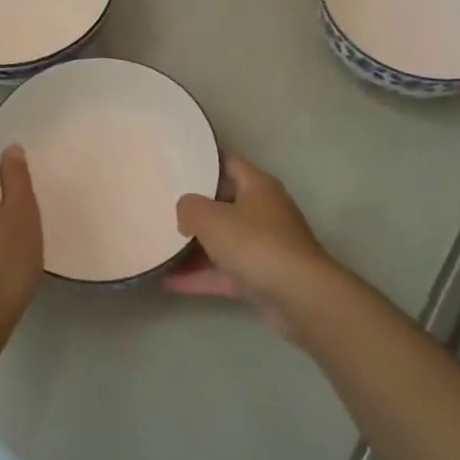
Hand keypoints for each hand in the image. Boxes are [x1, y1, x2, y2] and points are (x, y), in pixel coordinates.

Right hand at [165, 157, 339, 338]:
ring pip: (224, 241)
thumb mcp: (211, 218)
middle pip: (225, 204)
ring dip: (194, 248)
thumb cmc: (255, 243)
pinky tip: (169, 282)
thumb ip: (189, 207)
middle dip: (195, 209)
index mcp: (258, 186)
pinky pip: (225, 272)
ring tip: (159, 248)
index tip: (177, 167)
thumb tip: (186, 211)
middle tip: (162, 208)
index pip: (229, 164)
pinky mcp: (263, 277)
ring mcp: (266, 246)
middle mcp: (265, 211)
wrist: (299, 296)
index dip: (203, 163)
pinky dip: (201, 276)